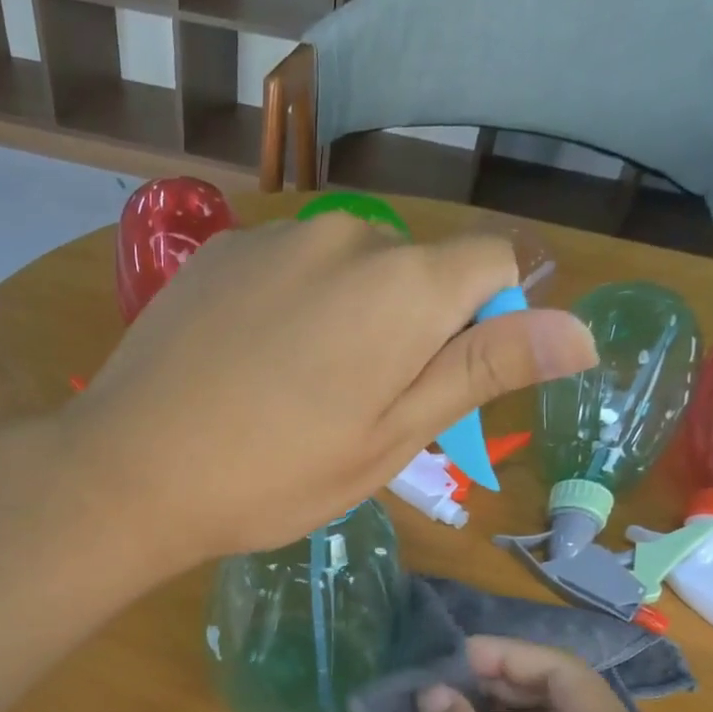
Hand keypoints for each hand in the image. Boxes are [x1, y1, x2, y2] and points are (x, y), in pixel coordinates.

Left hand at [65, 215, 594, 566]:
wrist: (133, 470)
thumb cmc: (275, 476)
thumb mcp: (392, 438)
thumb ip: (483, 371)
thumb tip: (579, 331)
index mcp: (403, 286)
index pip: (493, 264)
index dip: (486, 324)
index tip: (439, 388)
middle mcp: (345, 236)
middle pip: (416, 268)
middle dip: (412, 327)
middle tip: (358, 410)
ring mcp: (274, 237)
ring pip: (349, 268)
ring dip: (349, 317)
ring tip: (295, 392)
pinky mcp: (218, 250)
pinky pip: (288, 268)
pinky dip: (293, 306)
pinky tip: (249, 365)